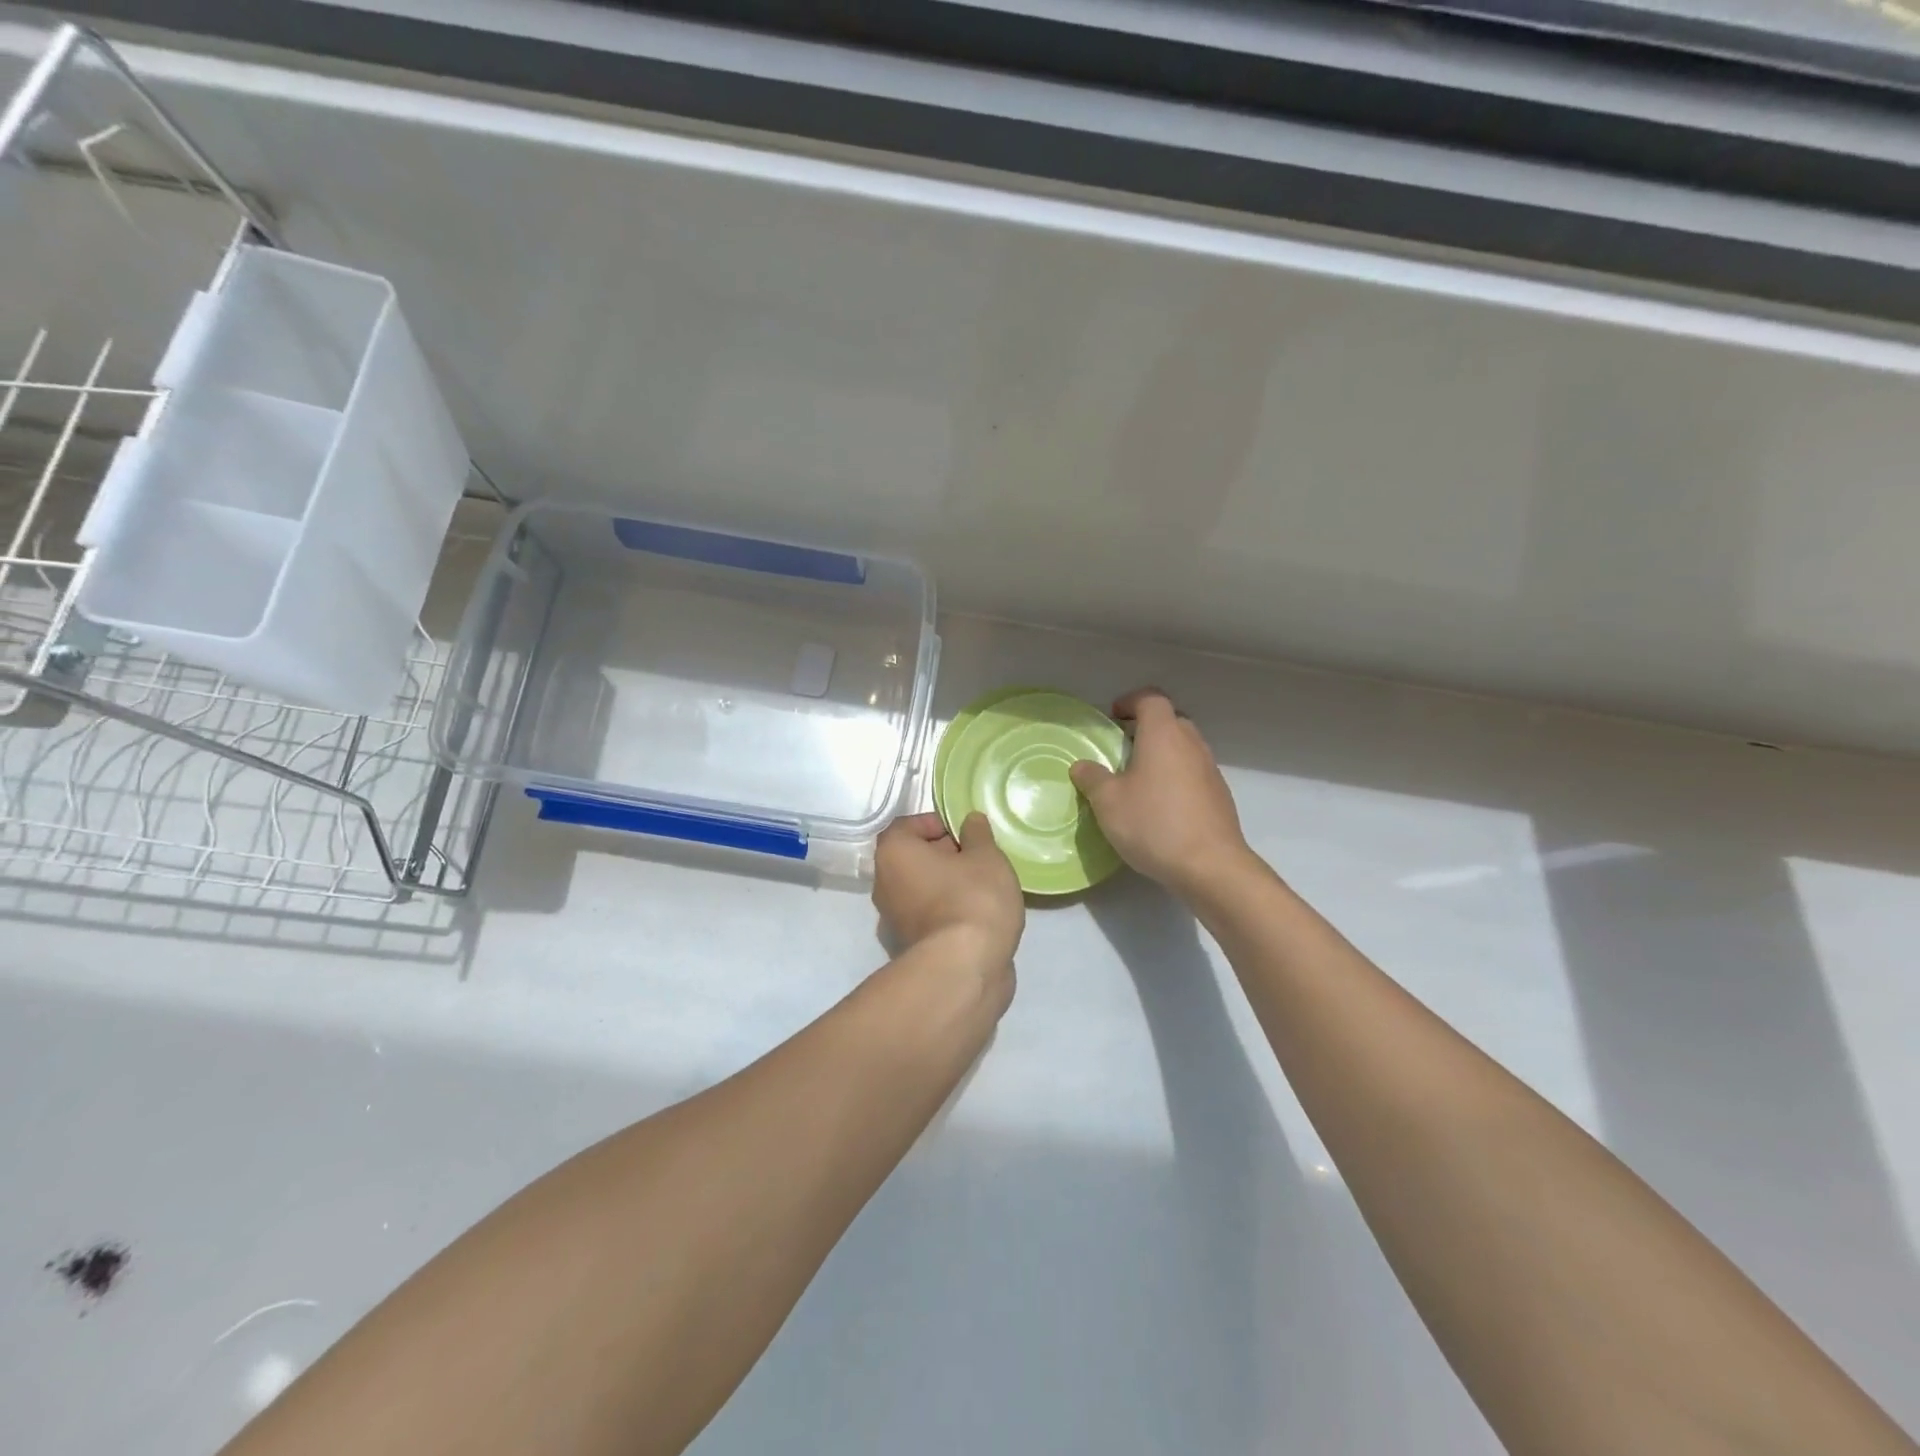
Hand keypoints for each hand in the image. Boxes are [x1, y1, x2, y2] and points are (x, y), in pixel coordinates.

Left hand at [873, 811, 1023, 982]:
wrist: (965, 968)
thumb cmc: (973, 898)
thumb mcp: (986, 856)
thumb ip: (977, 834)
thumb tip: (969, 821)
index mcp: (894, 853)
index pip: (907, 826)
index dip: (936, 823)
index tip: (965, 832)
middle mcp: (884, 884)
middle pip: (913, 858)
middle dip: (945, 855)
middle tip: (979, 858)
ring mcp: (893, 920)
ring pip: (922, 889)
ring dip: (947, 885)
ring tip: (983, 887)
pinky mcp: (909, 947)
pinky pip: (929, 916)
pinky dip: (948, 912)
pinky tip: (977, 916)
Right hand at [1069, 688, 1252, 897]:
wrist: (1211, 866)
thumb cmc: (1154, 824)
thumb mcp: (1108, 802)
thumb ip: (1092, 778)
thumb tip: (1082, 766)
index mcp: (1163, 735)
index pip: (1151, 698)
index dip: (1131, 701)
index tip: (1113, 717)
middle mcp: (1191, 744)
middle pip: (1171, 720)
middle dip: (1146, 727)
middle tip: (1122, 747)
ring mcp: (1210, 770)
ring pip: (1184, 747)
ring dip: (1162, 753)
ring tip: (1138, 779)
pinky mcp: (1220, 796)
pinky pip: (1194, 773)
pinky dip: (1176, 777)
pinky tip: (1161, 806)